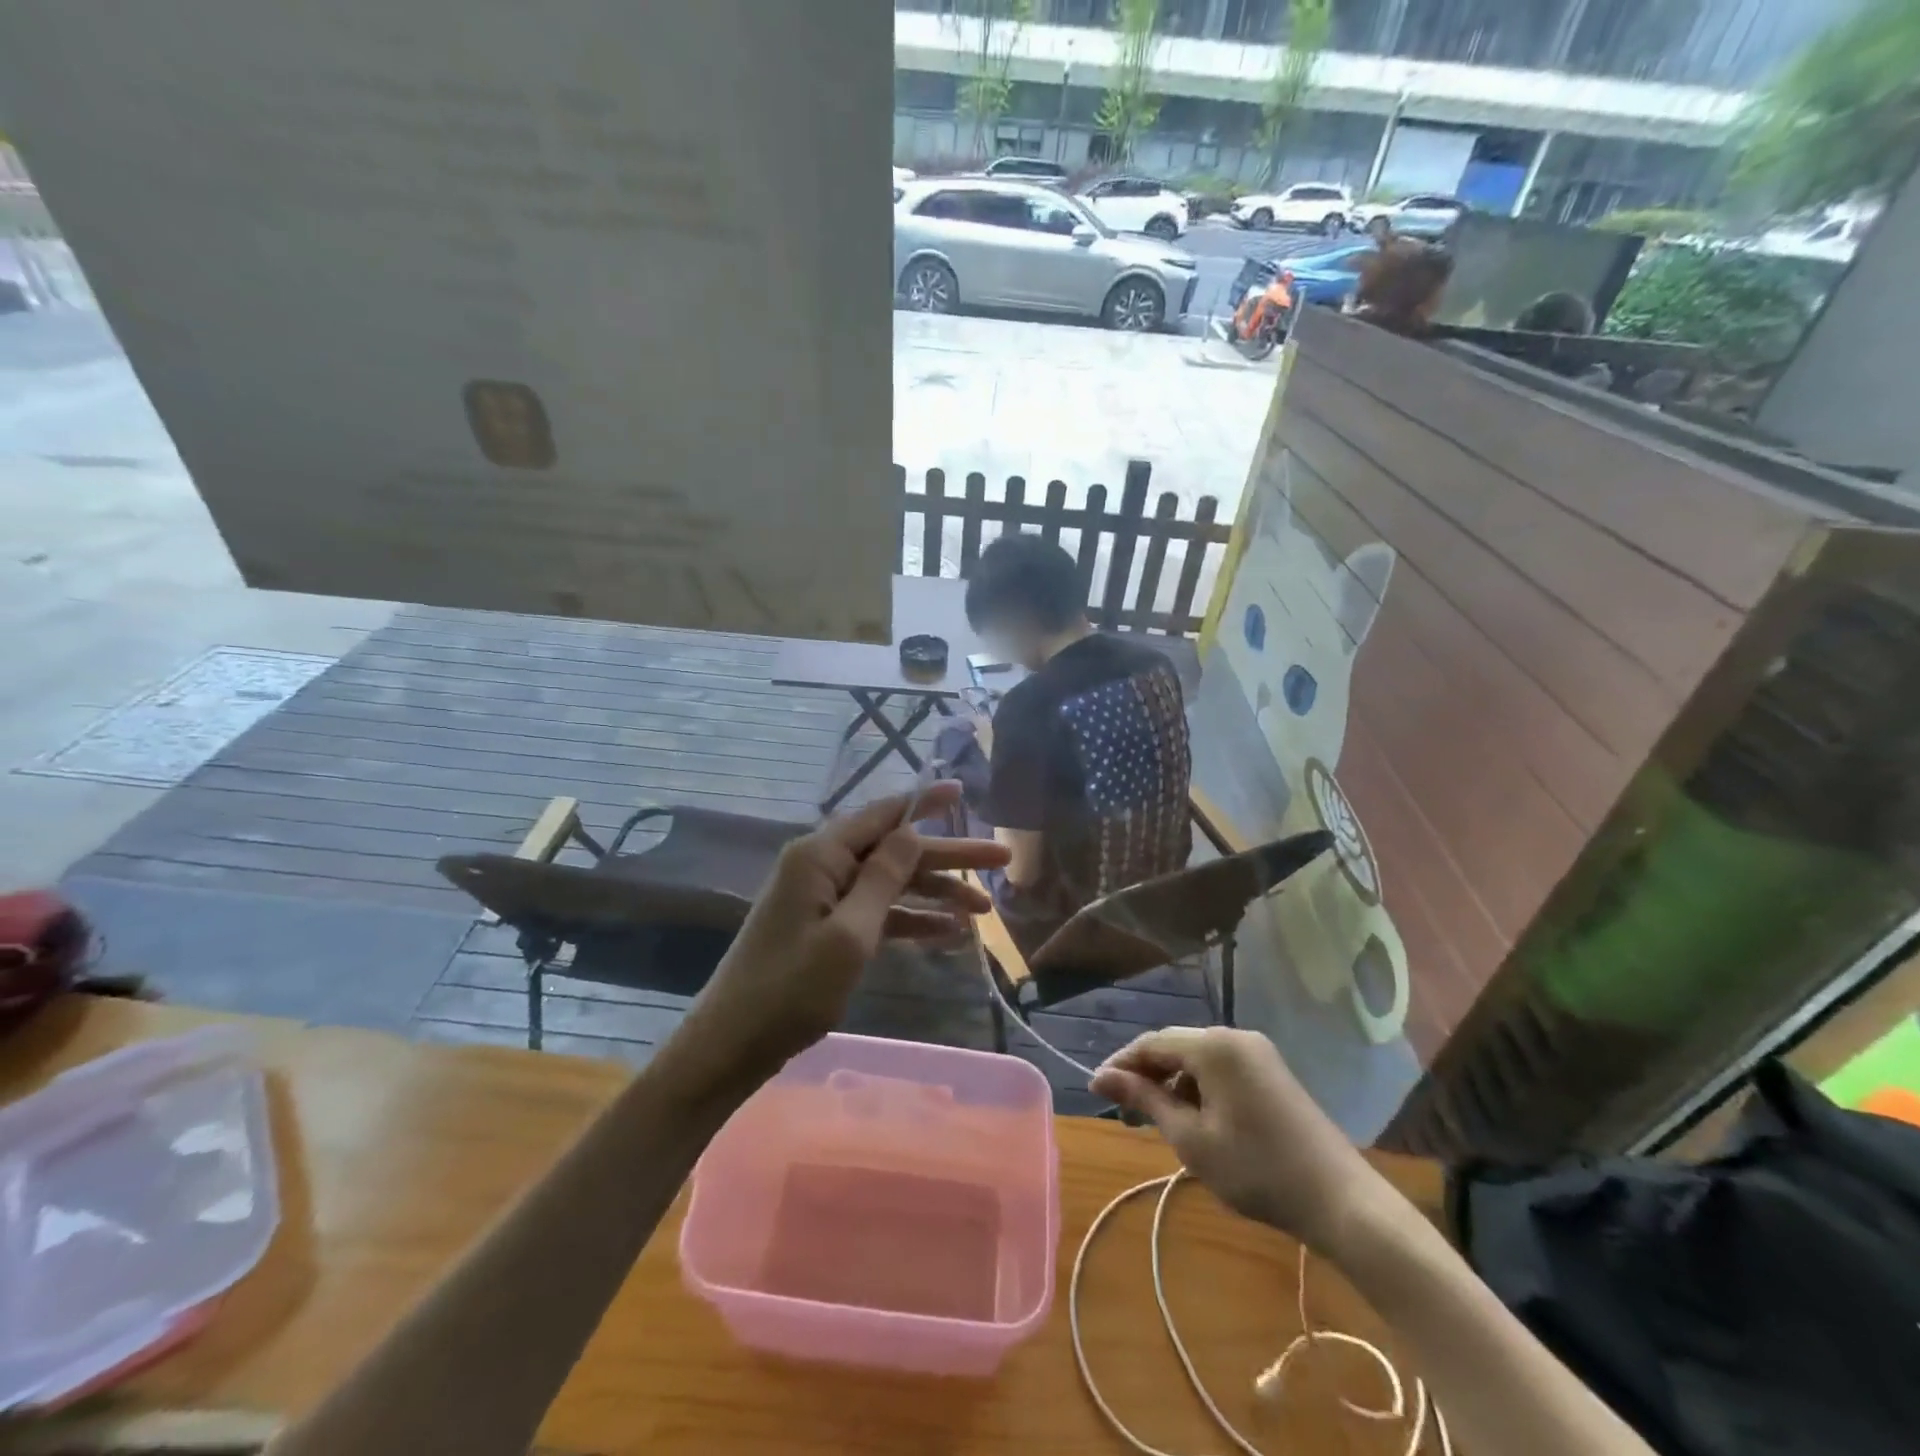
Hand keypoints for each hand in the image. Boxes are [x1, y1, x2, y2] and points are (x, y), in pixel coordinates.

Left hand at [683, 781, 1008, 1076]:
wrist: (730, 1046)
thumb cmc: (789, 990)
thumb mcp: (848, 934)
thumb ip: (882, 879)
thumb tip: (912, 831)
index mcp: (821, 855)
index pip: (884, 815)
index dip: (926, 803)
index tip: (964, 792)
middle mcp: (821, 866)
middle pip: (895, 851)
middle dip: (948, 857)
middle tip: (1001, 858)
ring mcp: (822, 899)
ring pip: (890, 884)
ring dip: (935, 894)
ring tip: (985, 908)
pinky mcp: (824, 929)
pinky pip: (875, 914)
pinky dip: (909, 921)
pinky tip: (947, 934)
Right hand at [1091, 1027, 1388, 1253]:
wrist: (1342, 1201)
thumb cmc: (1257, 1170)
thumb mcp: (1191, 1139)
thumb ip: (1145, 1100)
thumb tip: (1101, 1076)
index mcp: (1213, 1045)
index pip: (1152, 1043)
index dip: (1121, 1064)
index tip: (1095, 1090)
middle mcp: (1235, 1036)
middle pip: (1175, 1047)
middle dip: (1146, 1075)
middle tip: (1122, 1111)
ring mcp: (1257, 1053)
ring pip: (1197, 1059)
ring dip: (1172, 1083)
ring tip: (1155, 1121)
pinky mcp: (1271, 1072)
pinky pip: (1221, 1069)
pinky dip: (1199, 1088)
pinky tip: (1193, 1119)